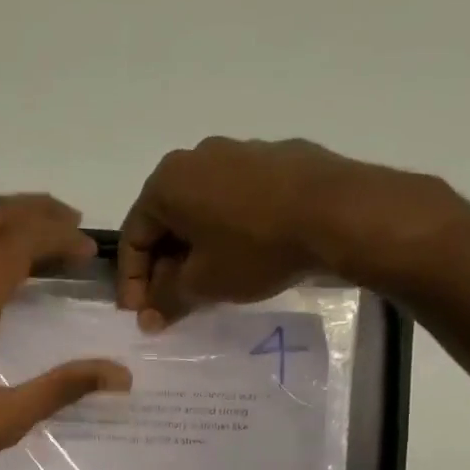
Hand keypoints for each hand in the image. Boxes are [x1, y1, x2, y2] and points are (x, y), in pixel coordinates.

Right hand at [117, 136, 462, 327]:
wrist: (337, 212)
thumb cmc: (254, 247)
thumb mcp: (202, 284)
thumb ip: (166, 299)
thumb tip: (149, 316)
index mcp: (167, 182)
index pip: (134, 237)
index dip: (133, 283)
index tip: (141, 316)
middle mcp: (196, 157)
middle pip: (166, 222)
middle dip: (164, 268)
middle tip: (171, 305)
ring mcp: (238, 152)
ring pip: (202, 211)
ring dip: (196, 251)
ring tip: (207, 286)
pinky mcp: (275, 160)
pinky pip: (235, 202)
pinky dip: (227, 232)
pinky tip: (243, 258)